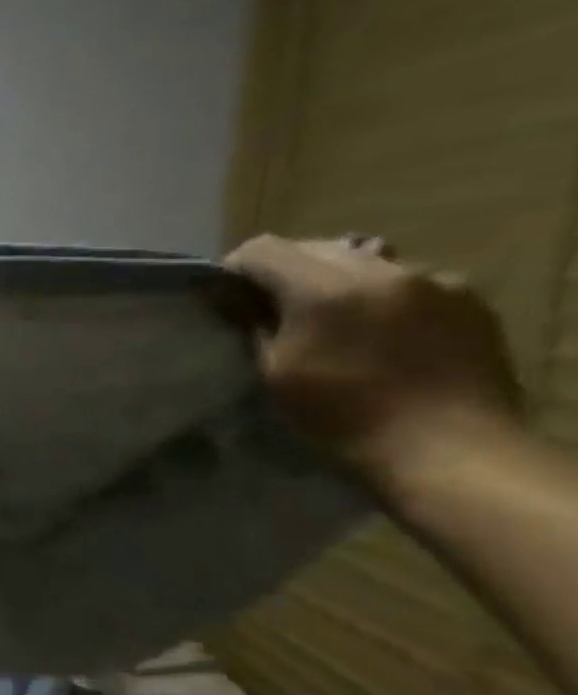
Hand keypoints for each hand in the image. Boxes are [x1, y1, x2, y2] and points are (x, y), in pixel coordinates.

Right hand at [225, 234, 523, 487]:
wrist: (447, 447)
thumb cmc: (342, 416)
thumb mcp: (275, 373)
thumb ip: (254, 325)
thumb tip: (232, 298)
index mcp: (325, 288)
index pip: (264, 249)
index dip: (236, 269)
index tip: (227, 298)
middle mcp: (381, 269)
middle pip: (315, 247)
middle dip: (287, 273)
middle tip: (273, 312)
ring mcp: (432, 279)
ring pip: (364, 259)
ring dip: (337, 281)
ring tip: (332, 322)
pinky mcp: (466, 297)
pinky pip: (408, 281)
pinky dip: (383, 297)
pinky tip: (382, 334)